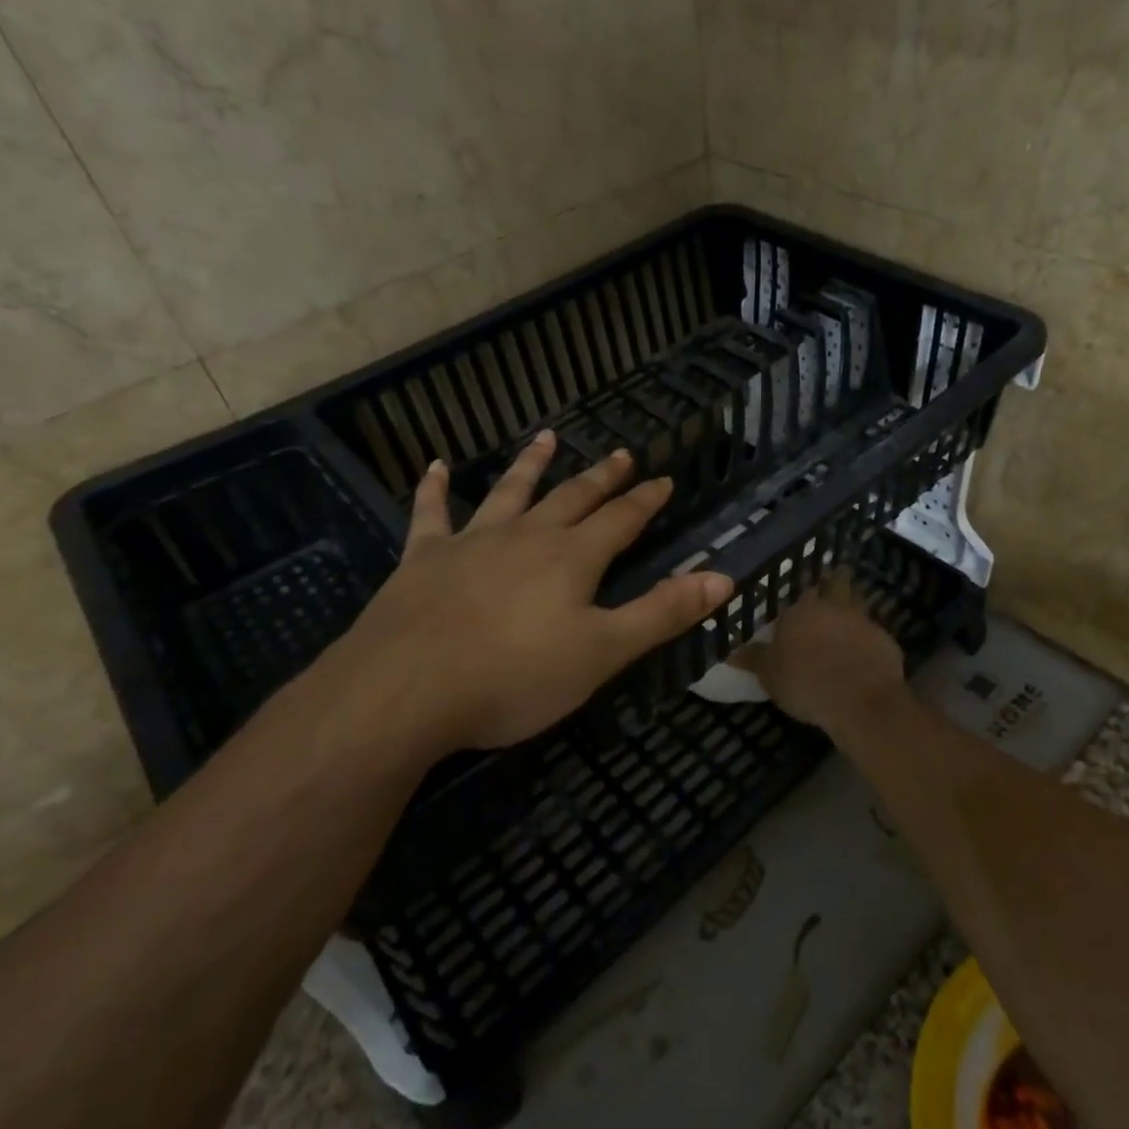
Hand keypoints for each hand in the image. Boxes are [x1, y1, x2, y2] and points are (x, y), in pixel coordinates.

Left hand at [320, 430, 733, 754]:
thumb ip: (662, 613)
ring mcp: (471, 542)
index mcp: (572, 558)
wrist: (405, 690)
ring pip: (509, 492)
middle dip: (601, 478)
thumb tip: (722, 577)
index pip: (621, 520)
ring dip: (530, 464)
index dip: (645, 500)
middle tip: (621, 454)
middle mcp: (526, 537)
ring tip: (547, 438)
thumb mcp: (602, 652)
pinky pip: (430, 514)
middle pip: (572, 497)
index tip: (664, 479)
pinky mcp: (423, 558)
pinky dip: (434, 489)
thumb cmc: (514, 676)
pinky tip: (436, 466)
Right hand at [735, 571, 906, 736]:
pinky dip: (868, 640)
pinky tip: (864, 653)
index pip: (802, 590)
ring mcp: (864, 621)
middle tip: (831, 587)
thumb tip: (733, 651)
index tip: (802, 598)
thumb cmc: (805, 682)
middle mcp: (834, 607)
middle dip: (834, 582)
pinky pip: (874, 634)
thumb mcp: (769, 675)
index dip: (803, 594)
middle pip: (837, 582)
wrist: (860, 700)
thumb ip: (754, 659)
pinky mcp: (886, 641)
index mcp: (803, 610)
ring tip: (846, 620)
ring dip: (853, 607)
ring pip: (858, 603)